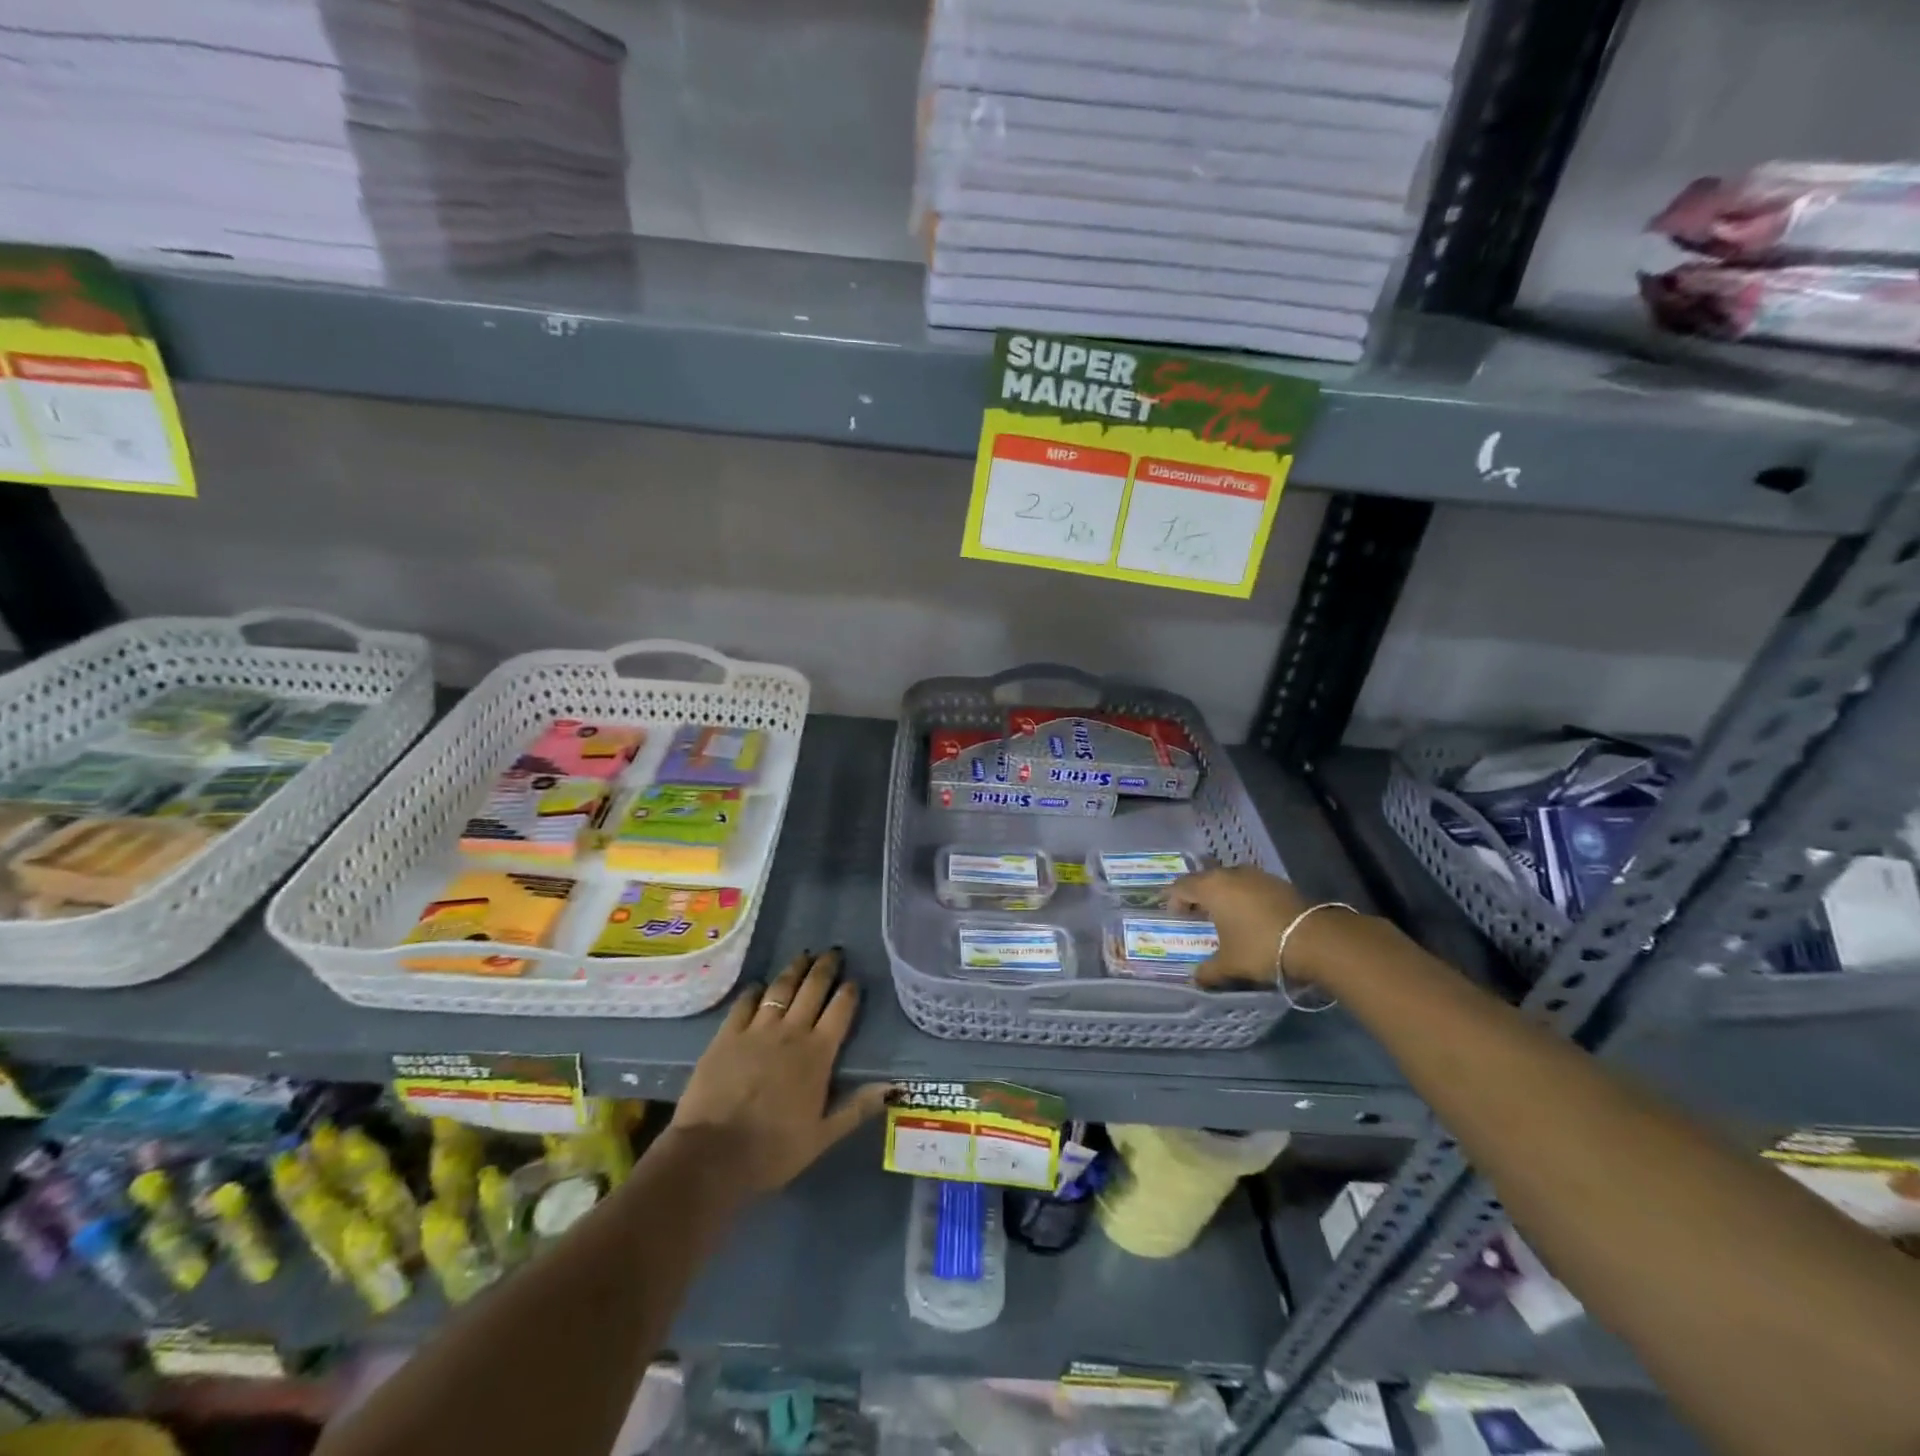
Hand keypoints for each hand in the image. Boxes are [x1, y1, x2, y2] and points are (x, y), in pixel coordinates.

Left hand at [670, 948, 890, 1193]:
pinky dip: (756, 990)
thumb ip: (857, 1107)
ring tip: (803, 956)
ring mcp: (757, 1029)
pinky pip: (745, 1002)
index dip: (849, 992)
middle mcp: (791, 1032)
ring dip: (794, 969)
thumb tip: (895, 1087)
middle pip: (813, 989)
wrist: (712, 1154)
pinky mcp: (727, 1034)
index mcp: (818, 1054)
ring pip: (781, 988)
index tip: (854, 980)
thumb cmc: (773, 1149)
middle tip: (833, 952)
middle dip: (825, 968)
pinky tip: (760, 985)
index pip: (840, 1010)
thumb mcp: (823, 1136)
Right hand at [1169, 866, 1323, 988]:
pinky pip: (1249, 885)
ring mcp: (1256, 875)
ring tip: (1224, 915)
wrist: (1315, 939)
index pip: (1181, 886)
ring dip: (1222, 894)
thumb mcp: (1230, 965)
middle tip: (1195, 914)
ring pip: (1229, 880)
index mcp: (1211, 887)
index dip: (1173, 900)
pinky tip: (1250, 916)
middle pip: (1204, 879)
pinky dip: (1243, 896)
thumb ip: (1208, 971)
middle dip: (1197, 895)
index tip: (1174, 916)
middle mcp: (1230, 874)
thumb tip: (1195, 979)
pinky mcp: (1277, 882)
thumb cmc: (1260, 946)